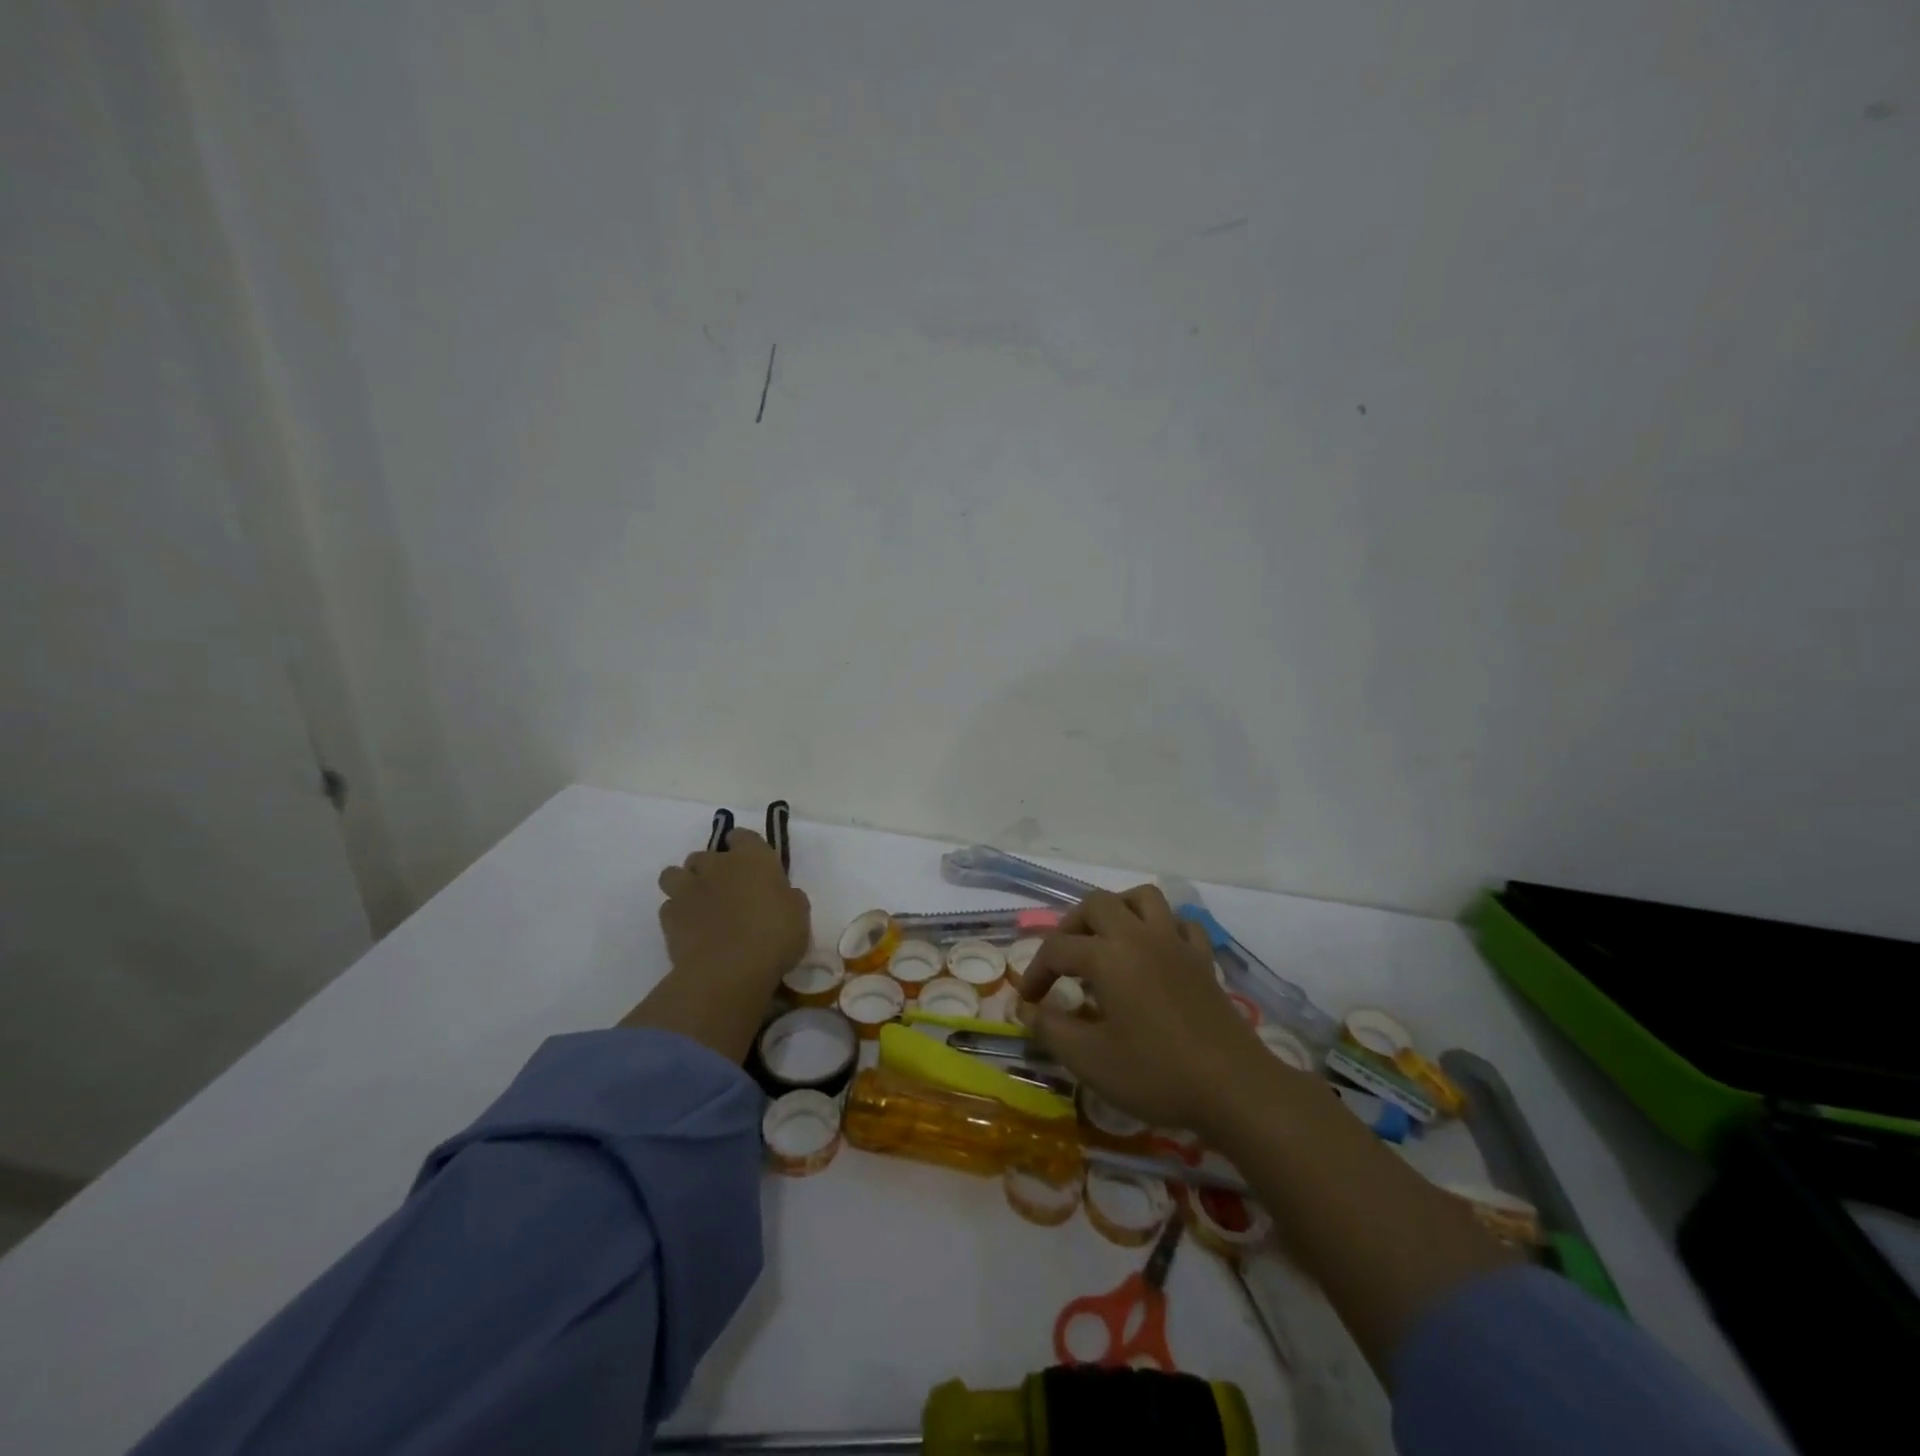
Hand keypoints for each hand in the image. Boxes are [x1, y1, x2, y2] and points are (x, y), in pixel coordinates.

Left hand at [656, 830, 810, 992]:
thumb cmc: (774, 937)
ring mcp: (688, 888)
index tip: (749, 861)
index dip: (744, 846)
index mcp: (753, 858)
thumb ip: (788, 896)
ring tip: (697, 903)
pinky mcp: (668, 916)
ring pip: (674, 874)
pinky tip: (689, 929)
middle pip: (705, 855)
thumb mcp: (798, 914)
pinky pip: (669, 906)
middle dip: (711, 868)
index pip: (742, 836)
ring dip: (684, 884)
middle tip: (725, 889)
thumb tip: (782, 894)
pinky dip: (676, 914)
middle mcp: (717, 865)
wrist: (728, 971)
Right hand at [1020, 885, 1267, 1135]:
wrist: (1234, 1088)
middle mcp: (1140, 936)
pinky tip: (1154, 953)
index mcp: (1108, 955)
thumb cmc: (1156, 1073)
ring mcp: (1176, 943)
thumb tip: (1025, 1008)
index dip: (1036, 972)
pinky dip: (1161, 928)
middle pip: (1097, 904)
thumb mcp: (1090, 1060)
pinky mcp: (1203, 959)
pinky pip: (1179, 924)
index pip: (1058, 949)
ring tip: (1105, 941)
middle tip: (1063, 961)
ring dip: (1118, 910)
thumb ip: (1051, 1029)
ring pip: (1143, 898)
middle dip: (1071, 926)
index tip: (1028, 1000)